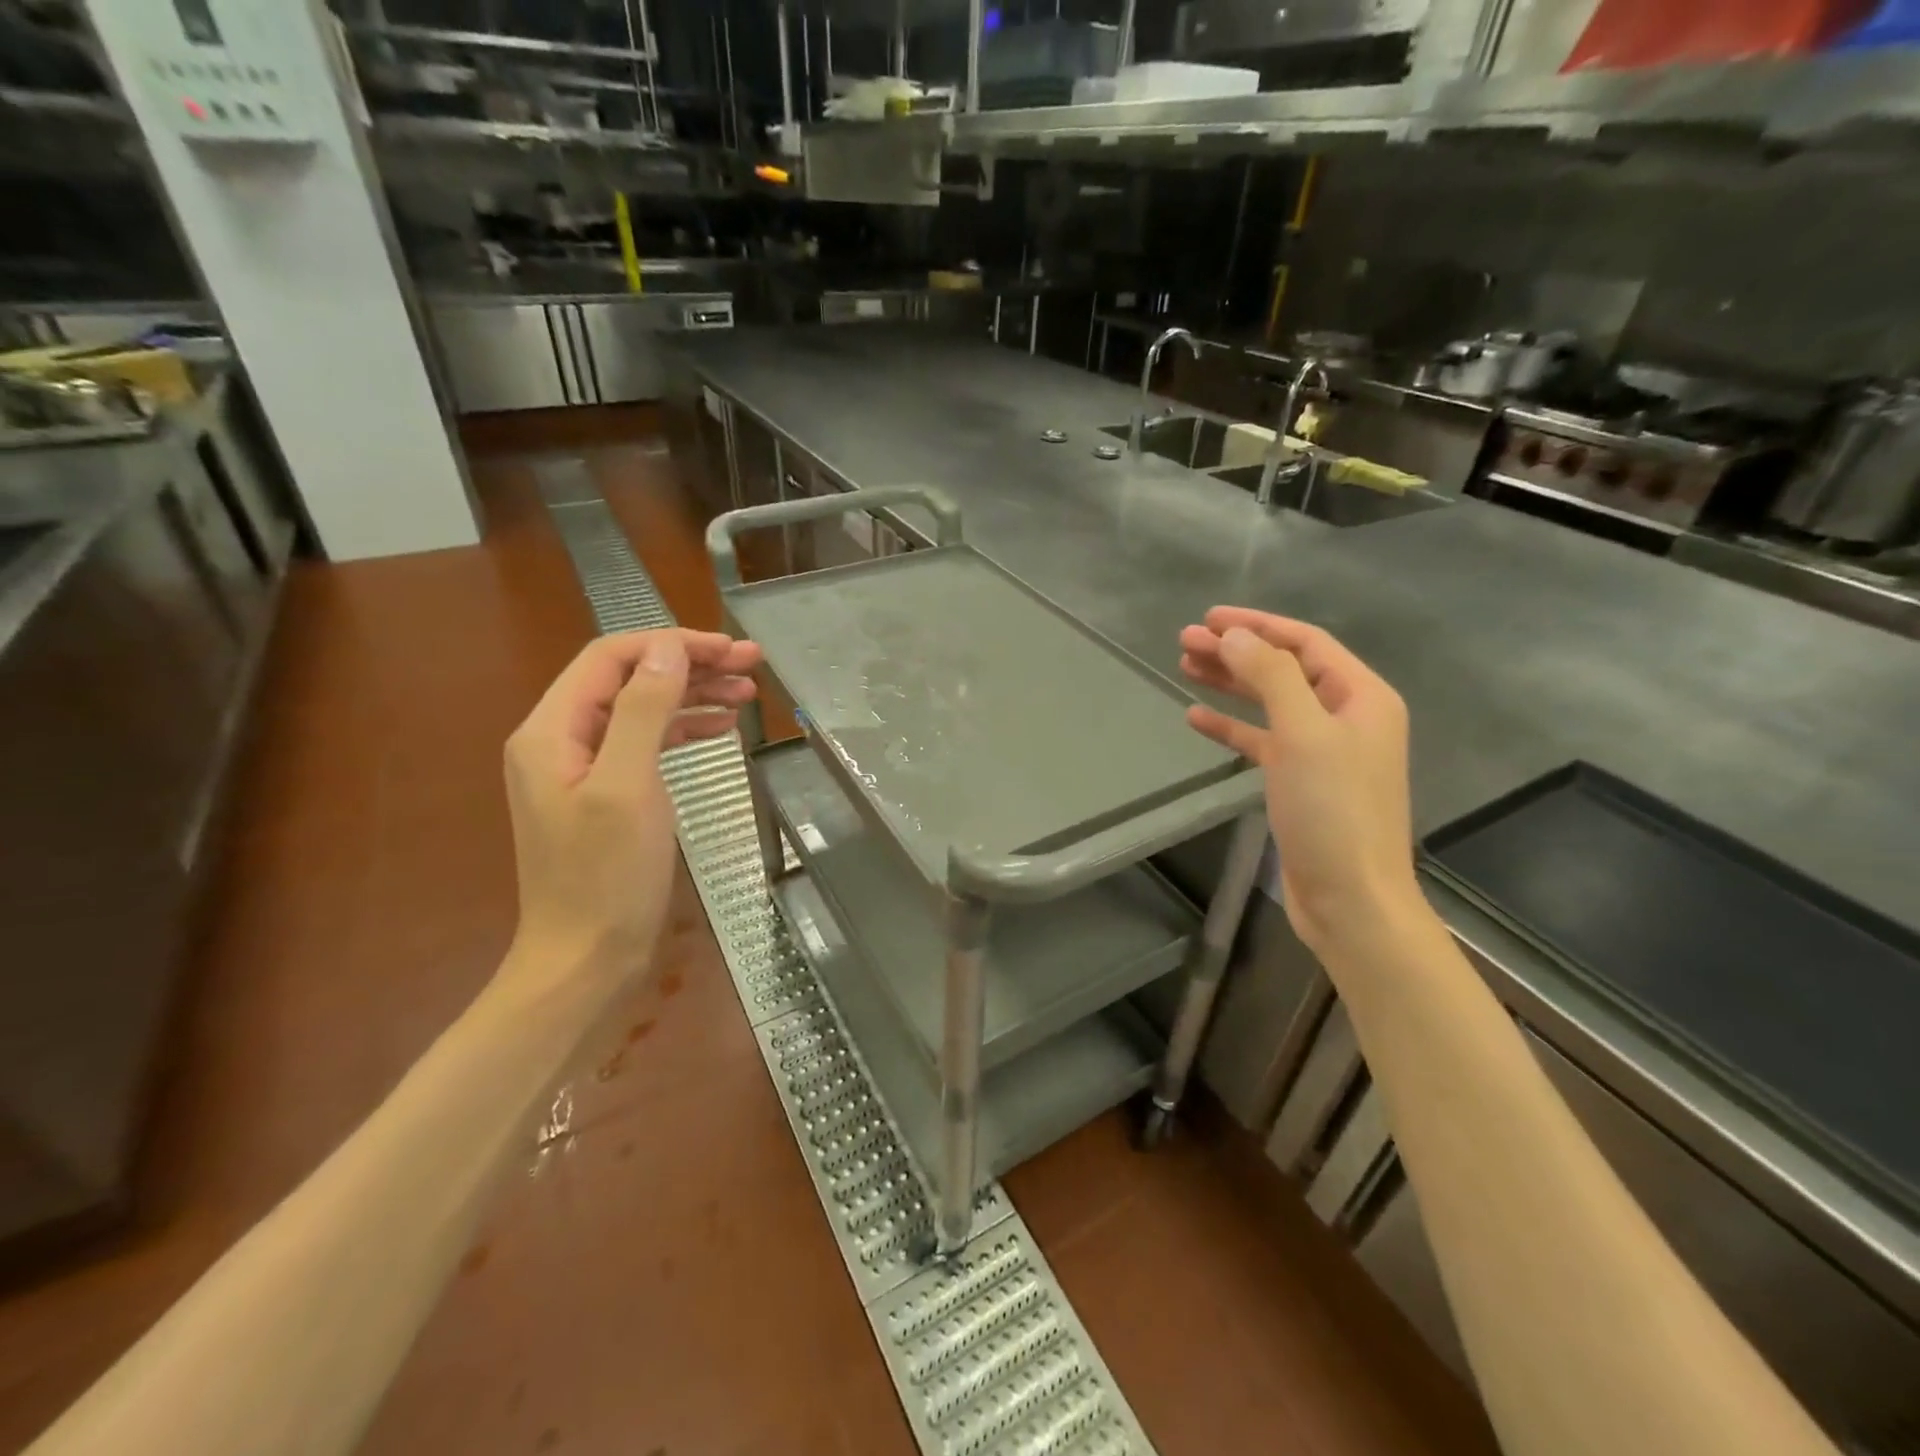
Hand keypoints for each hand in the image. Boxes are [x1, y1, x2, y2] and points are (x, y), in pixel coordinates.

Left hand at [501, 629, 760, 993]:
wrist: (585, 961)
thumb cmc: (606, 877)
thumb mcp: (628, 787)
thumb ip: (644, 711)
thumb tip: (668, 651)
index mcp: (552, 730)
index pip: (612, 658)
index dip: (672, 645)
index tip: (731, 650)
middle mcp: (561, 740)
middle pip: (629, 680)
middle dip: (690, 666)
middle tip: (751, 665)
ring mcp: (582, 769)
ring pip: (641, 710)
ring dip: (693, 695)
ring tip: (748, 692)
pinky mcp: (606, 795)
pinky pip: (645, 744)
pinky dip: (683, 730)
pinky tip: (720, 729)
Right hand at [1180, 607, 1419, 954]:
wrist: (1350, 897)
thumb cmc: (1333, 811)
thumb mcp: (1303, 734)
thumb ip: (1271, 676)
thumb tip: (1233, 635)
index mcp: (1361, 696)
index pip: (1304, 642)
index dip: (1256, 625)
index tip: (1208, 617)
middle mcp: (1345, 716)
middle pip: (1283, 669)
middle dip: (1235, 651)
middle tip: (1184, 640)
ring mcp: (1323, 750)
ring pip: (1269, 702)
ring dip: (1230, 683)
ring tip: (1184, 666)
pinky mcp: (1300, 781)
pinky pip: (1261, 740)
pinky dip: (1231, 726)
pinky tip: (1197, 717)